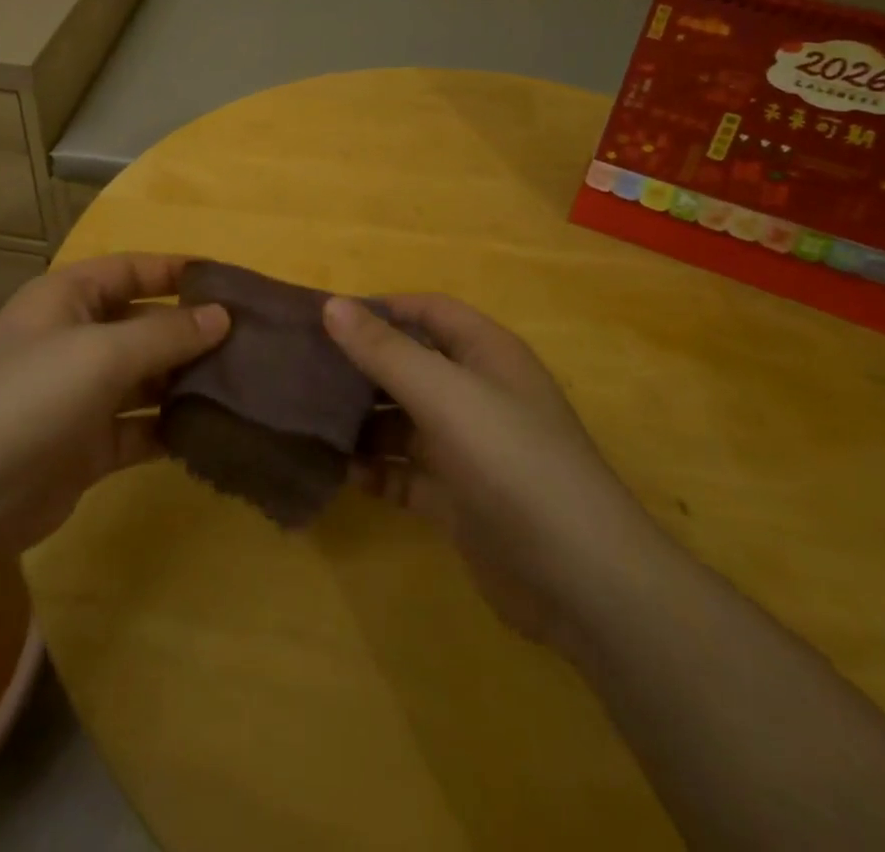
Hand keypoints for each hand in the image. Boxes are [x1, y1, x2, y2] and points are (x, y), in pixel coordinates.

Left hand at [0, 254, 228, 554]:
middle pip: (144, 324)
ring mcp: (81, 394)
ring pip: (147, 379)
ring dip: (187, 382)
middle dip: (192, 332)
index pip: (132, 270)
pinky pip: (141, 427)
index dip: (177, 271)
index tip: (231, 280)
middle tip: (253, 341)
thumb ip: (166, 333)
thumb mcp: (101, 353)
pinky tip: (214, 431)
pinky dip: (171, 428)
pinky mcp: (88, 445)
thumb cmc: (30, 397)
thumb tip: (222, 316)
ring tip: (246, 385)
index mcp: (68, 298)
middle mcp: (75, 339)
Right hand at [324, 294, 659, 646]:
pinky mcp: (458, 499)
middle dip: (361, 367)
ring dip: (362, 421)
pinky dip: (376, 470)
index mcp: (486, 354)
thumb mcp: (444, 394)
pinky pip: (405, 473)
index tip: (326, 318)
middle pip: (410, 365)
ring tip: (310, 420)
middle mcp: (477, 394)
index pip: (428, 311)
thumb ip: (385, 350)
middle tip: (304, 370)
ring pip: (402, 421)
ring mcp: (467, 449)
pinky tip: (342, 471)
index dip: (381, 308)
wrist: (580, 579)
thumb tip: (332, 305)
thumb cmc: (511, 460)